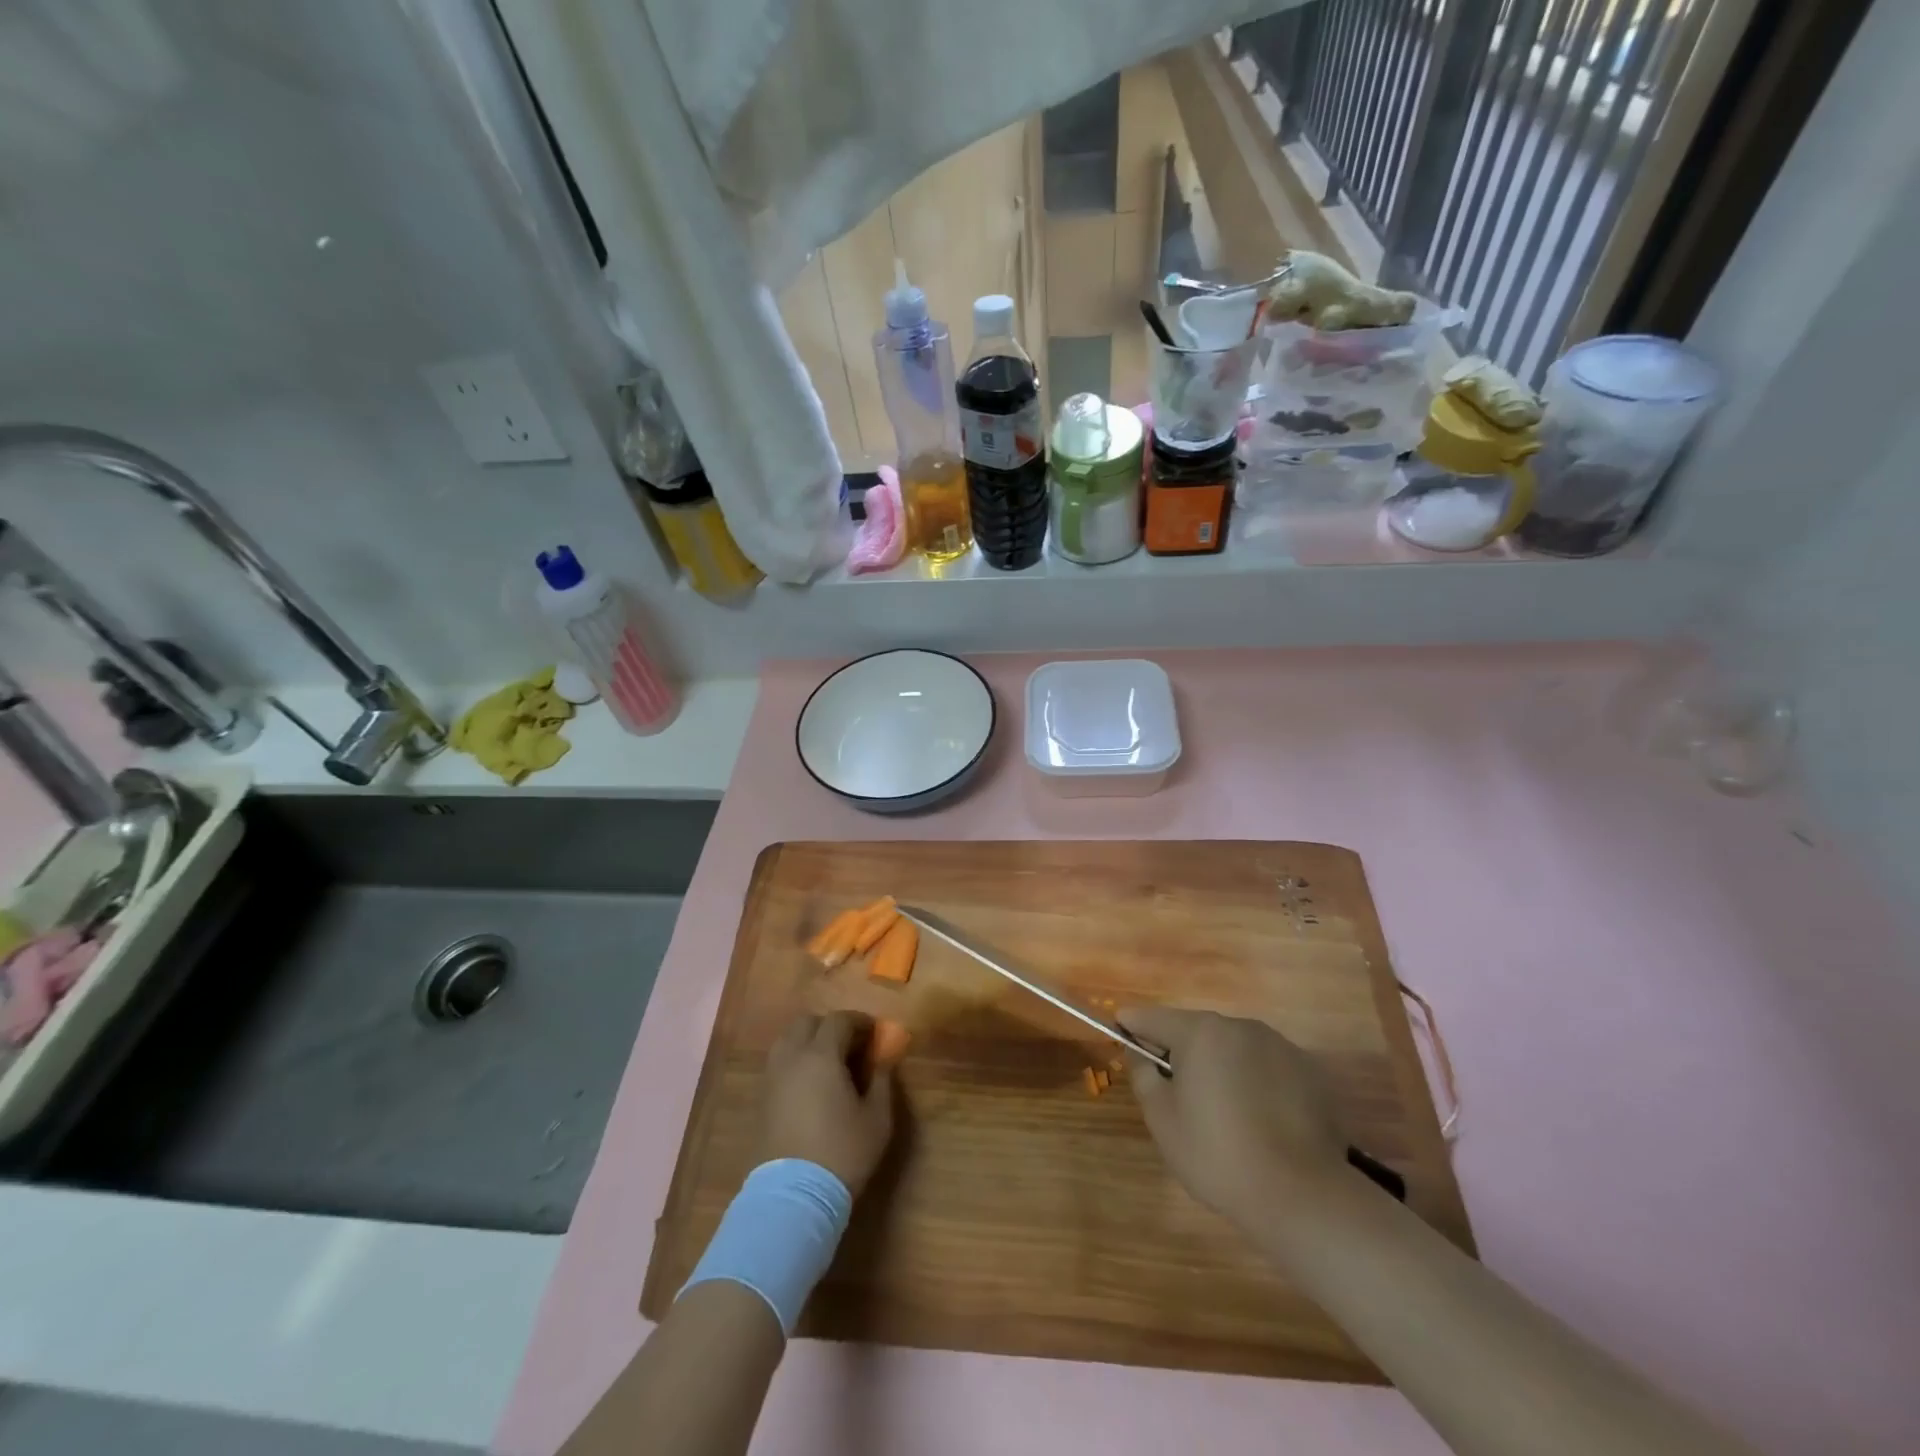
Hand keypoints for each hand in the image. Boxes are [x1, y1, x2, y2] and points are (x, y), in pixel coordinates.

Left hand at [758, 1011, 895, 1196]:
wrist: (794, 1196)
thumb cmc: (843, 1152)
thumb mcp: (877, 1117)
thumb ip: (882, 1080)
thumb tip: (883, 1058)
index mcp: (821, 1055)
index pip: (839, 1020)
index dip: (860, 1021)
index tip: (875, 1033)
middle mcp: (792, 1057)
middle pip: (807, 1022)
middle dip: (830, 1026)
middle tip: (851, 1045)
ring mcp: (773, 1077)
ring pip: (788, 1040)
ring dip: (809, 1041)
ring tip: (829, 1063)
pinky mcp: (762, 1099)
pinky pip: (779, 1063)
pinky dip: (796, 1060)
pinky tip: (811, 1083)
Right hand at [1118, 1006, 1346, 1227]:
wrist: (1302, 1196)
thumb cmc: (1217, 1154)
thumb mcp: (1162, 1118)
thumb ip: (1143, 1074)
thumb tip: (1139, 1050)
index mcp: (1200, 1032)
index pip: (1153, 1017)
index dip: (1133, 1026)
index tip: (1121, 1034)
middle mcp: (1240, 1027)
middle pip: (1197, 1031)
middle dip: (1182, 1052)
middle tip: (1176, 1092)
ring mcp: (1280, 1046)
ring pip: (1235, 1048)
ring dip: (1221, 1067)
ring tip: (1223, 1112)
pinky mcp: (1310, 1072)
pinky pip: (1268, 1068)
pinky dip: (1256, 1083)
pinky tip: (1260, 1122)